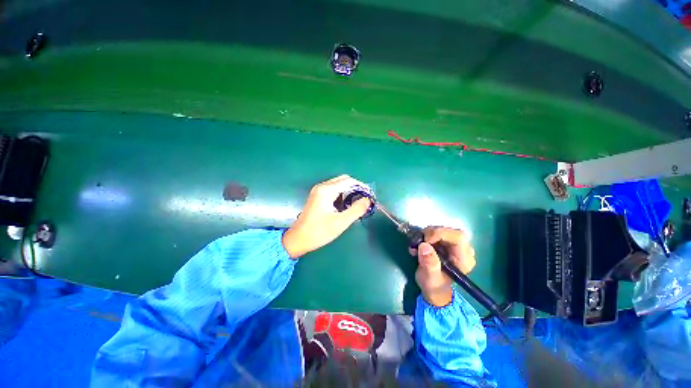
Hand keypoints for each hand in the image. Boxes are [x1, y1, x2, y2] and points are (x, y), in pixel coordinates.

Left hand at [283, 175, 371, 257]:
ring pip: (339, 185)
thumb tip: (367, 200)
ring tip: (357, 204)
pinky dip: (342, 195)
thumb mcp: (340, 222)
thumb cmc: (319, 231)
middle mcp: (322, 187)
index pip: (349, 181)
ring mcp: (319, 191)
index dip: (361, 187)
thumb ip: (356, 210)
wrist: (298, 239)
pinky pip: (334, 191)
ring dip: (349, 192)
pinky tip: (346, 205)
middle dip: (356, 188)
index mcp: (326, 190)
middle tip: (365, 200)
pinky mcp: (318, 197)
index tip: (370, 196)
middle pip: (344, 180)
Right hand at [409, 227, 475, 306]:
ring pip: (441, 230)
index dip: (440, 234)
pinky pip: (436, 232)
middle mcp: (464, 250)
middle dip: (431, 234)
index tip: (424, 241)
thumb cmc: (434, 286)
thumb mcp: (430, 278)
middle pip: (449, 231)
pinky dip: (425, 236)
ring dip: (426, 235)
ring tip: (416, 247)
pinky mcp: (447, 243)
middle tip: (418, 242)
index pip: (458, 237)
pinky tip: (418, 246)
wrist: (434, 288)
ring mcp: (456, 245)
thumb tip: (424, 246)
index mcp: (464, 259)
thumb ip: (429, 264)